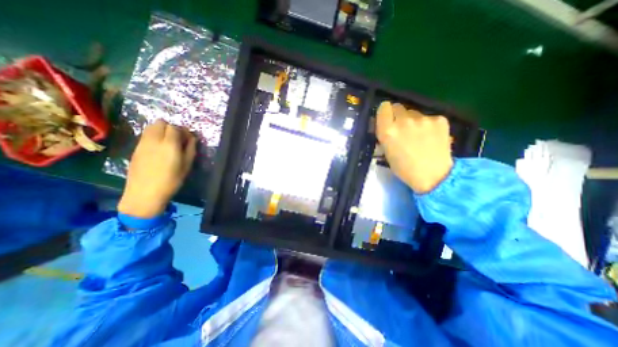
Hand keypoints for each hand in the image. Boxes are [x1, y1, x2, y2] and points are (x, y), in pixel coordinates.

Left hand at [119, 119, 197, 215]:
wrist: (145, 193)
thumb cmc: (171, 180)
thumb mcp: (187, 165)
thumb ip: (190, 149)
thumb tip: (192, 138)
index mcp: (169, 145)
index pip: (175, 127)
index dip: (183, 131)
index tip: (188, 138)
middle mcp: (154, 140)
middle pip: (160, 123)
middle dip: (171, 128)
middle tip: (178, 139)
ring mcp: (142, 143)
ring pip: (151, 127)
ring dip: (161, 130)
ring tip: (168, 143)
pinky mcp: (136, 148)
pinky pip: (145, 135)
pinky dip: (154, 136)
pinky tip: (158, 148)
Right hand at [374, 102, 451, 193]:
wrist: (433, 176)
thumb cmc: (404, 169)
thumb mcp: (387, 153)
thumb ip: (385, 135)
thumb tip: (385, 125)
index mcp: (388, 131)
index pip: (384, 107)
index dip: (385, 112)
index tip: (387, 118)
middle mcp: (404, 121)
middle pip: (398, 107)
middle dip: (398, 115)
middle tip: (402, 128)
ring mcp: (423, 119)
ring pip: (414, 113)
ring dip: (413, 121)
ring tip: (419, 136)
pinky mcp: (439, 119)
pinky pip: (429, 118)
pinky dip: (428, 125)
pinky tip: (431, 138)